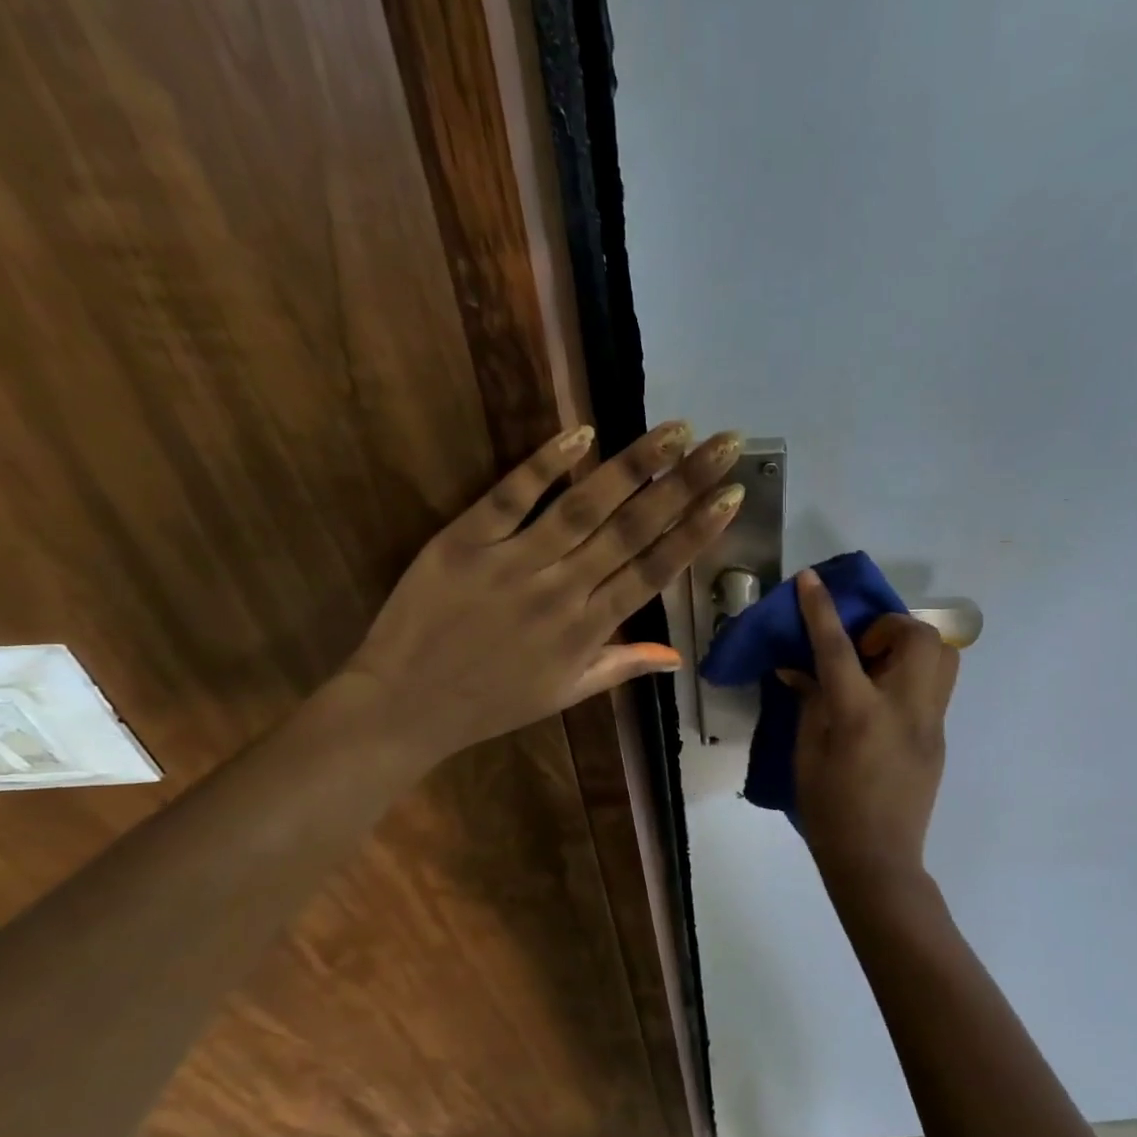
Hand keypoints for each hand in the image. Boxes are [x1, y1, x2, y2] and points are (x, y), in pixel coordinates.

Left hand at [341, 421, 743, 765]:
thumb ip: (623, 666)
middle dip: (686, 484)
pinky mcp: (464, 541)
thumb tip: (678, 657)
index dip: (698, 531)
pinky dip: (546, 464)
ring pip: (584, 507)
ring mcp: (513, 562)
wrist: (404, 706)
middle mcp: (562, 590)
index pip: (655, 571)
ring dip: (634, 466)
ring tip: (675, 430)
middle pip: (633, 530)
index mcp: (588, 630)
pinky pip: (510, 496)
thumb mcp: (565, 694)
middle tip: (725, 443)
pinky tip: (582, 433)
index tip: (732, 496)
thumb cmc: (492, 703)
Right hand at [786, 568, 958, 887]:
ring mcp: (930, 723)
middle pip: (917, 637)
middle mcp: (903, 708)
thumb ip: (808, 701)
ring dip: (910, 646)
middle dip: (888, 626)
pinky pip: (936, 686)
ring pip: (943, 656)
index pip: (838, 647)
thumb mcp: (807, 752)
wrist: (877, 860)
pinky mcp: (940, 737)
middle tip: (861, 649)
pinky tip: (886, 700)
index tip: (811, 578)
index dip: (820, 608)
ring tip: (879, 667)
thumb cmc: (829, 809)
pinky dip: (912, 675)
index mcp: (859, 714)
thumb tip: (799, 668)